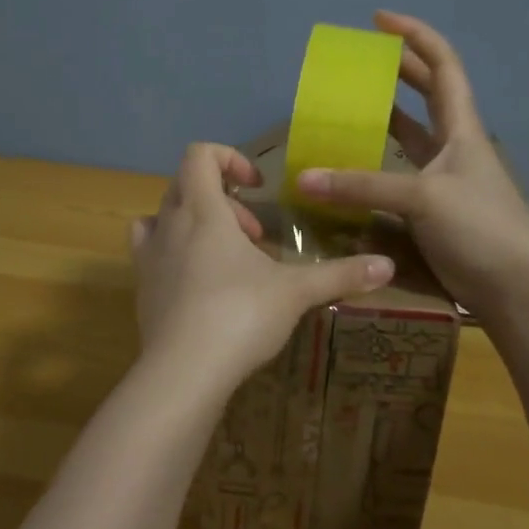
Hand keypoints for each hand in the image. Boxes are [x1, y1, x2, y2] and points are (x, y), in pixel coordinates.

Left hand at [132, 143, 394, 378]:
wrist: (183, 372)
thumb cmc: (240, 315)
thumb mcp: (296, 292)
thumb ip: (340, 274)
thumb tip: (388, 266)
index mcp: (202, 211)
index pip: (200, 156)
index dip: (230, 159)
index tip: (258, 186)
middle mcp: (168, 225)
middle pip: (185, 186)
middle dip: (223, 200)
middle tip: (254, 235)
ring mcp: (149, 257)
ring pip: (163, 217)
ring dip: (194, 224)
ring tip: (226, 257)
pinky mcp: (141, 289)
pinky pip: (152, 253)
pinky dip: (174, 254)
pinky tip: (201, 285)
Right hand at [294, 11, 528, 314]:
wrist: (516, 289)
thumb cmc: (481, 228)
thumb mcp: (423, 198)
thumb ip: (363, 186)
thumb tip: (304, 179)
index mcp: (461, 128)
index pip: (443, 66)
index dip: (415, 36)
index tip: (379, 20)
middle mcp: (453, 146)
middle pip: (426, 94)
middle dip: (396, 71)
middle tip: (357, 62)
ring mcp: (444, 178)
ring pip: (410, 136)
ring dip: (383, 118)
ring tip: (347, 108)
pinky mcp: (432, 209)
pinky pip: (397, 175)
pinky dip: (374, 166)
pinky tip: (350, 169)